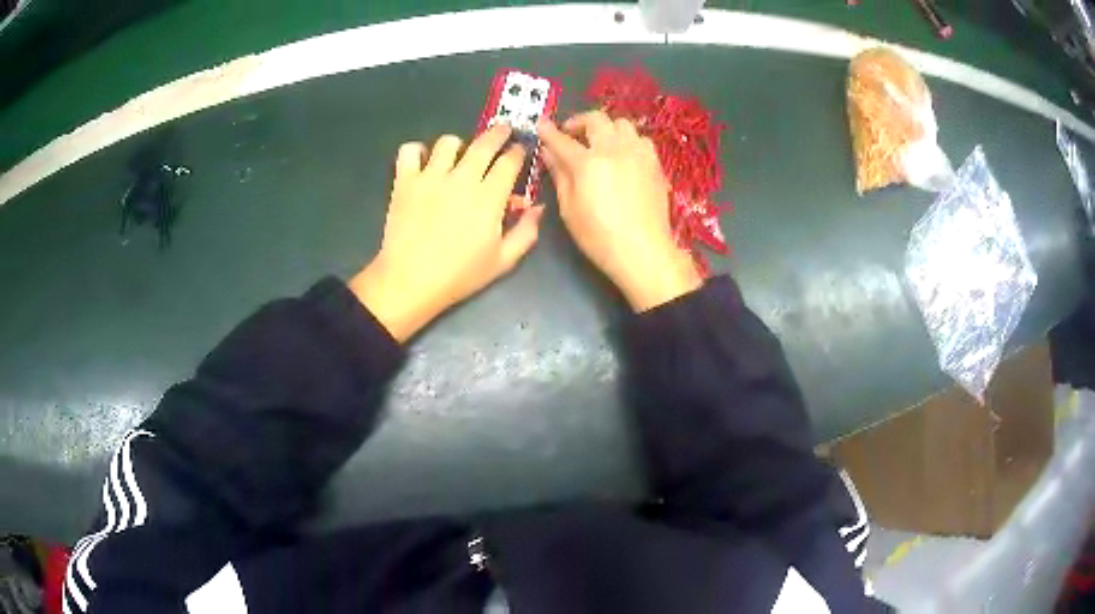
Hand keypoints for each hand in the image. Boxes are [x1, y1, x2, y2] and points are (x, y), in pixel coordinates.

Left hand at [350, 126, 543, 341]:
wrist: (410, 282)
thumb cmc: (459, 275)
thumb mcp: (502, 261)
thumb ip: (526, 232)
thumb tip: (537, 207)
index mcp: (489, 196)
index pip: (510, 161)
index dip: (519, 151)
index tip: (521, 149)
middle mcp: (462, 178)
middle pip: (485, 142)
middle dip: (499, 132)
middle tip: (503, 130)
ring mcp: (430, 176)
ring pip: (448, 142)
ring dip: (458, 144)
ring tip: (459, 154)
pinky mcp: (405, 181)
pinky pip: (409, 150)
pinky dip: (416, 151)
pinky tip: (422, 162)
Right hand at [538, 112, 700, 311]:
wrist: (644, 251)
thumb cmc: (599, 236)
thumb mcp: (569, 209)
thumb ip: (559, 175)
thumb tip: (549, 152)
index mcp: (588, 163)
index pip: (562, 139)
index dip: (548, 131)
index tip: (541, 125)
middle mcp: (614, 150)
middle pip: (596, 119)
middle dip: (579, 121)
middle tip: (570, 134)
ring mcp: (638, 154)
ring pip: (622, 124)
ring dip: (606, 128)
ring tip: (599, 143)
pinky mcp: (654, 163)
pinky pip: (640, 139)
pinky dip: (627, 140)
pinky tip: (623, 156)